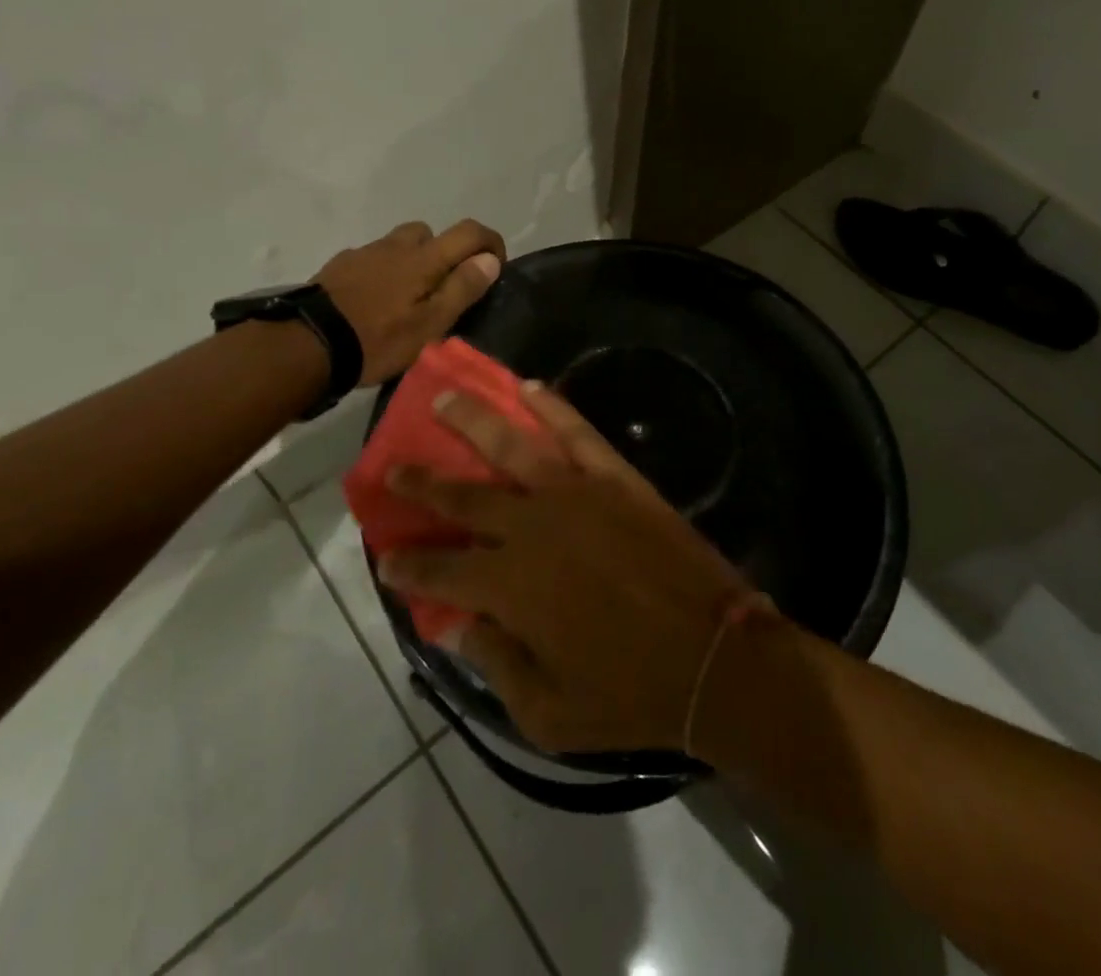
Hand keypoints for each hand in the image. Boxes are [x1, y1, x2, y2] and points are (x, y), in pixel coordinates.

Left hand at [313, 220, 505, 384]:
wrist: (307, 344)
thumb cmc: (378, 339)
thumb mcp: (430, 324)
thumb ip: (462, 289)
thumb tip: (489, 259)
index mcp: (424, 258)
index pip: (469, 231)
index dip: (490, 242)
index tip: (495, 268)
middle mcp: (395, 246)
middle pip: (429, 232)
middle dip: (444, 252)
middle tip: (442, 290)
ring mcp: (364, 253)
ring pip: (398, 245)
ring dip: (411, 262)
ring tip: (405, 300)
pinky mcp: (338, 266)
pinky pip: (372, 259)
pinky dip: (382, 273)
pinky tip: (373, 303)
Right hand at [378, 382, 758, 753]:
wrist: (714, 658)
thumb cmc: (630, 696)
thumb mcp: (548, 714)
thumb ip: (495, 664)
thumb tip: (458, 625)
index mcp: (510, 587)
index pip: (440, 570)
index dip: (408, 564)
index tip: (386, 556)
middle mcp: (532, 529)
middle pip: (464, 498)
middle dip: (422, 483)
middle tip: (393, 467)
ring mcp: (575, 494)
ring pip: (511, 447)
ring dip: (472, 421)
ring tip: (446, 397)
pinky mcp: (615, 478)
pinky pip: (577, 432)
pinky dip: (551, 406)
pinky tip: (528, 386)